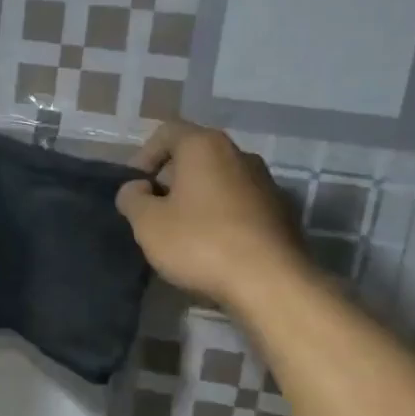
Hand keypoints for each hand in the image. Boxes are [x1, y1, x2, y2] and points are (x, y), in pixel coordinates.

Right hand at [115, 121, 304, 308]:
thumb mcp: (148, 223)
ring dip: (197, 200)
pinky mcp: (282, 212)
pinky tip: (213, 248)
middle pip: (195, 156)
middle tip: (154, 212)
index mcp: (205, 146)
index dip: (143, 156)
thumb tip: (137, 189)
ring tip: (182, 233)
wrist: (270, 282)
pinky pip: (240, 205)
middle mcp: (239, 154)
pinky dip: (221, 217)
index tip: (134, 188)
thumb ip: (132, 198)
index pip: (167, 132)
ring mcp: (266, 183)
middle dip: (170, 180)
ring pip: (219, 181)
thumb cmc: (200, 243)